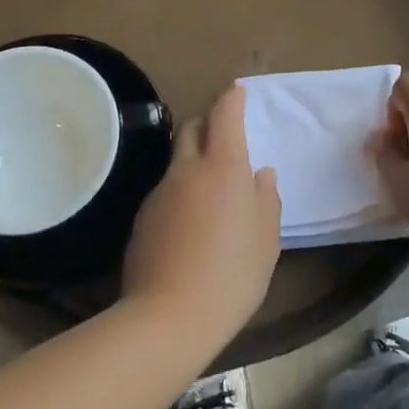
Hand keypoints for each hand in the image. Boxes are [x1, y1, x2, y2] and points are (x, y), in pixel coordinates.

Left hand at [121, 85, 280, 357]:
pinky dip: (180, 192)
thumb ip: (266, 200)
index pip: (224, 114)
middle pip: (193, 128)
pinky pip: (166, 191)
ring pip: (177, 161)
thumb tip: (261, 175)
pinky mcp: (142, 217)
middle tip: (225, 137)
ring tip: (211, 192)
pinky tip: (190, 225)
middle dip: (208, 123)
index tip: (237, 91)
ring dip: (194, 162)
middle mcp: (187, 170)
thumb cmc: (233, 274)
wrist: (169, 317)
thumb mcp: (266, 240)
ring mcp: (159, 192)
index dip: (231, 99)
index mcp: (223, 167)